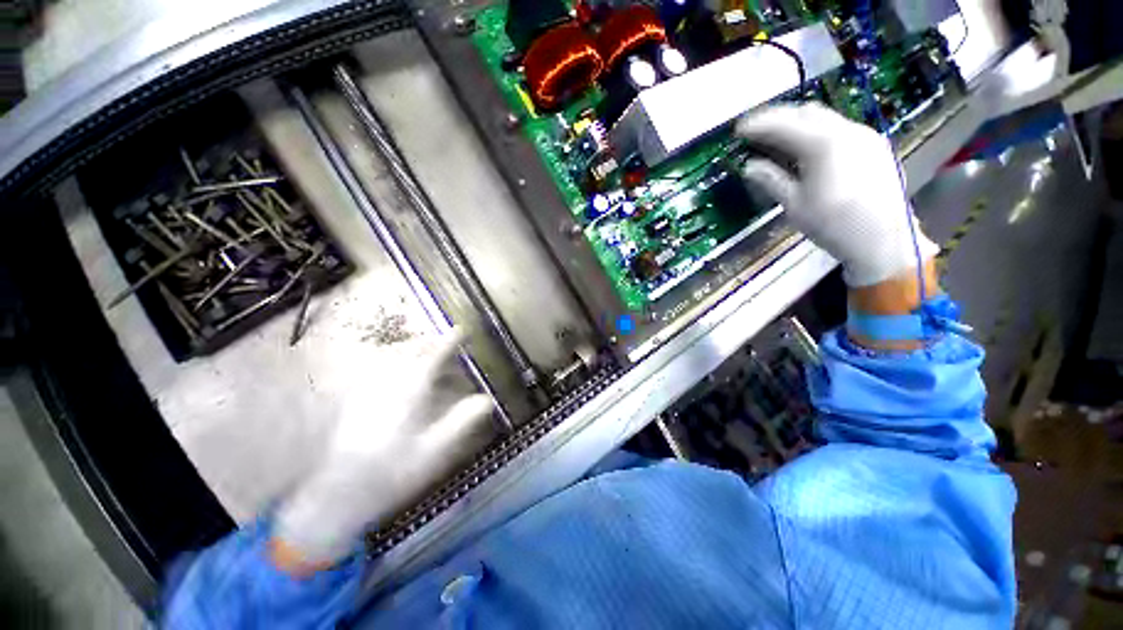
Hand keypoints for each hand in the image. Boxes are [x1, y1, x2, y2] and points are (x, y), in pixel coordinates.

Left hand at [274, 331, 493, 569]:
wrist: (337, 494)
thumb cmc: (393, 470)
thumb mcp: (436, 449)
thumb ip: (463, 420)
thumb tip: (488, 399)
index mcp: (410, 389)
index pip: (434, 355)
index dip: (450, 340)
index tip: (461, 329)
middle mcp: (387, 381)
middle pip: (411, 350)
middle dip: (431, 342)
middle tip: (446, 342)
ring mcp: (366, 388)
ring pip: (393, 357)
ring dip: (413, 350)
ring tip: (426, 353)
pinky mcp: (352, 399)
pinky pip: (378, 369)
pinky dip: (394, 363)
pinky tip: (396, 373)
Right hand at [735, 103, 937, 286]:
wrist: (884, 240)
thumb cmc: (833, 224)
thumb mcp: (795, 204)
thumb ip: (772, 180)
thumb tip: (750, 167)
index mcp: (824, 144)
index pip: (784, 124)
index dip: (759, 124)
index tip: (739, 130)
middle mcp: (847, 131)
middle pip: (806, 112)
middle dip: (779, 118)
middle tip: (757, 132)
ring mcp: (865, 137)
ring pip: (826, 119)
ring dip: (799, 125)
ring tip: (778, 141)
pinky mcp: (874, 147)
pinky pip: (840, 129)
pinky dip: (817, 133)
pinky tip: (807, 151)